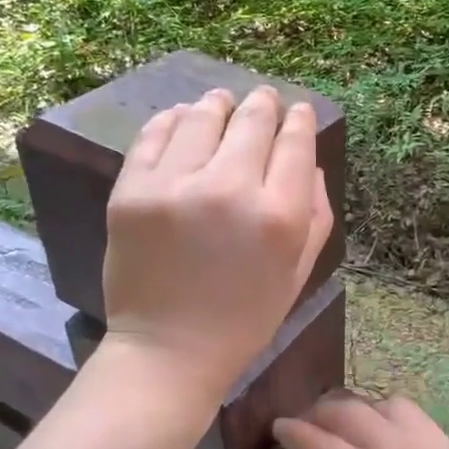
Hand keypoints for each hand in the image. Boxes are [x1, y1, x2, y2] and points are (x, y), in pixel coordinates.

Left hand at [103, 86, 331, 400]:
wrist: (168, 350)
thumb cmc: (244, 318)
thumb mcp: (298, 273)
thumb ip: (316, 214)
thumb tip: (310, 161)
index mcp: (279, 216)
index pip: (296, 143)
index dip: (300, 119)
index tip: (299, 111)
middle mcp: (230, 190)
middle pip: (253, 121)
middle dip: (264, 104)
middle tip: (264, 98)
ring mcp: (175, 186)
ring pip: (203, 117)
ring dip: (218, 105)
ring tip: (221, 102)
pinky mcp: (132, 190)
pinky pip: (155, 134)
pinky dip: (173, 119)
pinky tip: (182, 118)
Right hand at [271, 395, 448, 448]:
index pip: (315, 442)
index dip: (291, 432)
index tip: (278, 427)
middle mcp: (392, 448)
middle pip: (347, 411)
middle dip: (319, 414)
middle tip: (306, 426)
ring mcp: (426, 444)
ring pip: (383, 405)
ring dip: (358, 409)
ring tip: (348, 428)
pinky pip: (415, 415)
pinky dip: (391, 415)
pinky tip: (388, 435)